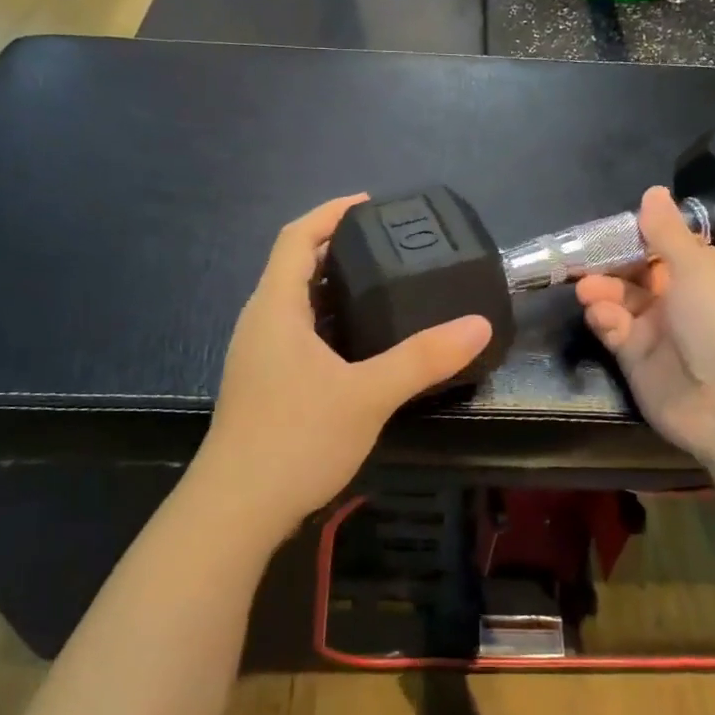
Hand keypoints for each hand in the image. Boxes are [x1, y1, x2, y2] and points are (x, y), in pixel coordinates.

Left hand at [198, 195, 491, 537]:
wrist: (236, 511)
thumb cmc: (295, 438)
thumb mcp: (368, 394)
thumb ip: (422, 358)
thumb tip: (478, 324)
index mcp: (275, 308)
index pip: (295, 238)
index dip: (329, 213)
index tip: (369, 204)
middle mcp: (260, 323)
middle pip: (294, 266)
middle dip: (336, 248)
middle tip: (389, 248)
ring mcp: (258, 357)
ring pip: (295, 304)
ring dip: (332, 288)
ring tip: (382, 289)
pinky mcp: (264, 385)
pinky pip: (297, 334)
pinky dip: (328, 323)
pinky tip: (359, 346)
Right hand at [576, 186, 714, 464]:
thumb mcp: (696, 266)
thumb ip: (665, 231)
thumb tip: (653, 191)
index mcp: (710, 273)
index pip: (668, 247)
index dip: (638, 238)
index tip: (607, 231)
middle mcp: (686, 299)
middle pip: (639, 274)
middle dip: (611, 266)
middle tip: (581, 261)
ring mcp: (662, 331)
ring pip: (623, 302)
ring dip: (603, 292)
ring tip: (585, 290)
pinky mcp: (639, 360)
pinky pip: (616, 331)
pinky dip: (606, 321)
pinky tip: (601, 317)